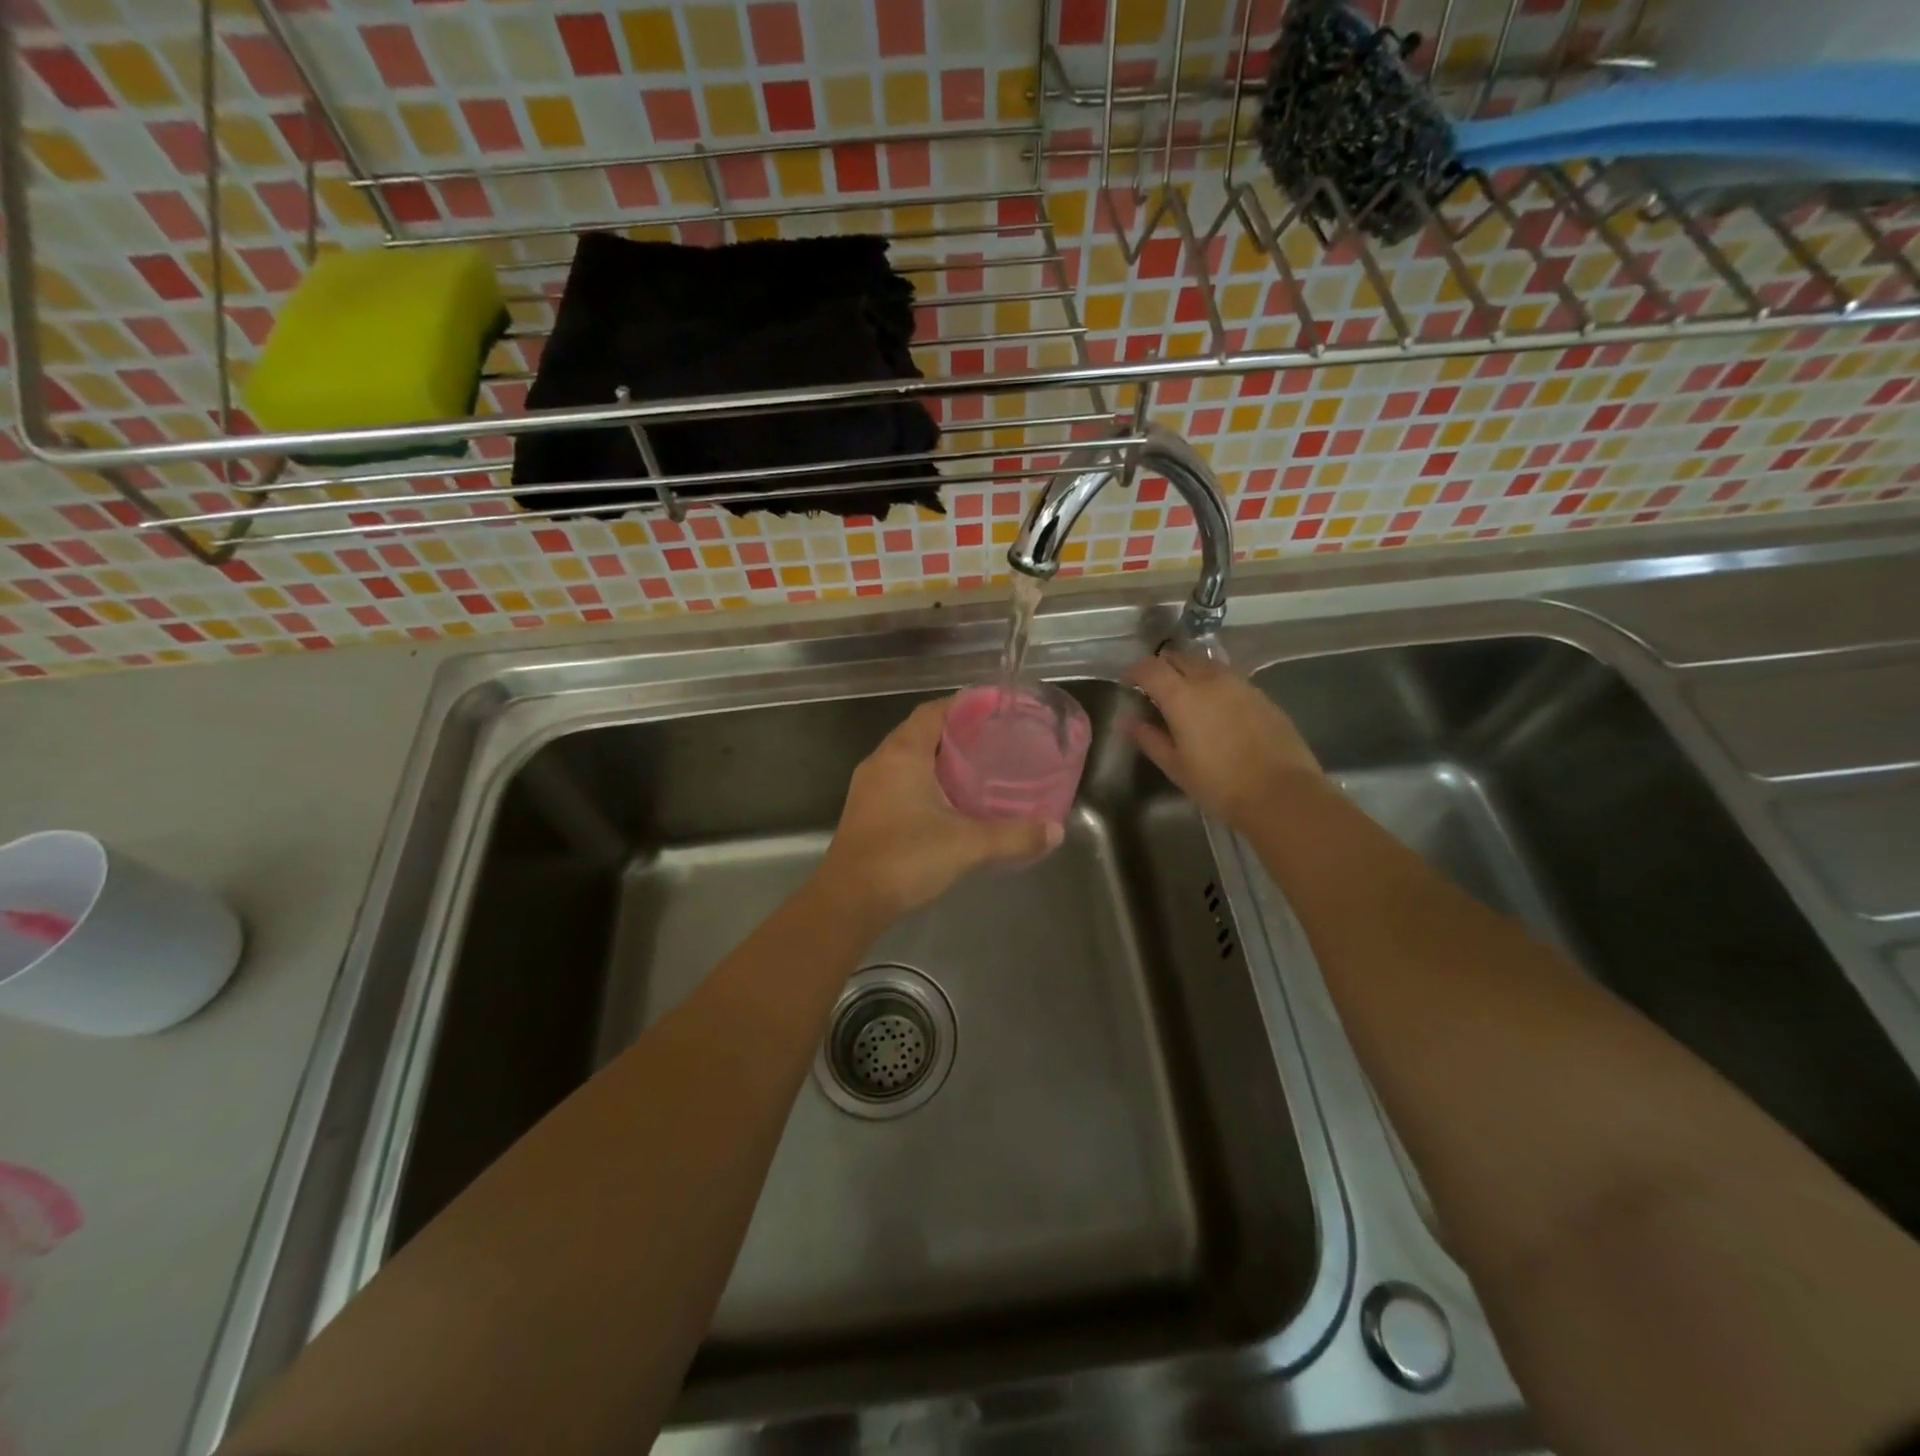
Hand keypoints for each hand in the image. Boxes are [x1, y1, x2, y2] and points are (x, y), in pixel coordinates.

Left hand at [820, 697, 1062, 924]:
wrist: (849, 901)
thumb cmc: (905, 858)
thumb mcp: (967, 845)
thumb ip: (1014, 836)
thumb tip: (1055, 831)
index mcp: (902, 754)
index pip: (933, 711)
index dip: (963, 705)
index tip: (994, 710)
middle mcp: (881, 762)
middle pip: (920, 732)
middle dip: (955, 733)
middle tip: (993, 740)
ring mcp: (869, 788)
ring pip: (908, 758)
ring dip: (938, 759)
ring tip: (977, 769)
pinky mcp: (866, 812)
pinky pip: (899, 781)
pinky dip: (925, 781)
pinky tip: (949, 802)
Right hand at [1123, 650, 1322, 829]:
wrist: (1281, 793)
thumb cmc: (1219, 784)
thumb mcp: (1175, 765)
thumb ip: (1148, 738)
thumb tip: (1127, 720)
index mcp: (1182, 695)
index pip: (1149, 668)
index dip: (1133, 671)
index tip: (1127, 683)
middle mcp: (1209, 679)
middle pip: (1179, 658)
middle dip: (1161, 667)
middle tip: (1153, 688)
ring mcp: (1239, 683)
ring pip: (1205, 663)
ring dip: (1188, 671)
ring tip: (1184, 695)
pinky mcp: (1260, 694)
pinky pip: (1228, 677)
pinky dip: (1212, 682)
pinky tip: (1214, 707)